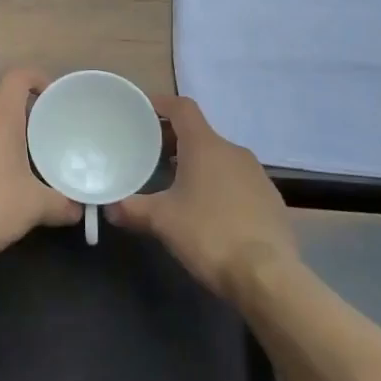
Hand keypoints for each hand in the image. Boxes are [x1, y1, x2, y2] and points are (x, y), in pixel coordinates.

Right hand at [107, 94, 296, 299]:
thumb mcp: (162, 221)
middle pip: (199, 133)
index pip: (182, 108)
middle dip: (174, 140)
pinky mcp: (271, 199)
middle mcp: (234, 151)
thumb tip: (109, 207)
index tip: (142, 110)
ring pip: (220, 158)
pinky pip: (238, 181)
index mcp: (205, 145)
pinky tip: (209, 211)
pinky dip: (219, 185)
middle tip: (150, 155)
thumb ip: (132, 209)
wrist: (268, 276)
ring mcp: (257, 175)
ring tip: (176, 184)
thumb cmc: (209, 234)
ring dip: (197, 164)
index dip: (161, 104)